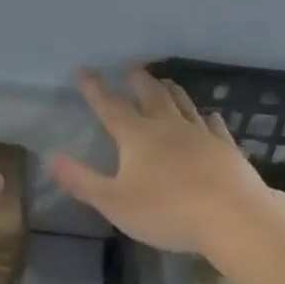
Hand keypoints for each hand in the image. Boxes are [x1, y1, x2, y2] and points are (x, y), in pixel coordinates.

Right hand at [51, 68, 273, 254]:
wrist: (232, 217)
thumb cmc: (166, 211)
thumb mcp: (113, 202)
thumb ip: (82, 180)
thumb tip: (52, 158)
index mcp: (137, 137)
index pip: (110, 106)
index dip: (94, 88)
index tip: (84, 70)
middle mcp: (168, 127)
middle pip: (151, 96)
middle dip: (138, 80)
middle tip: (132, 66)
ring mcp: (201, 135)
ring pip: (183, 104)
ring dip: (171, 90)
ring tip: (165, 81)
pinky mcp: (226, 149)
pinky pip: (215, 126)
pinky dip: (208, 118)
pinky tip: (210, 116)